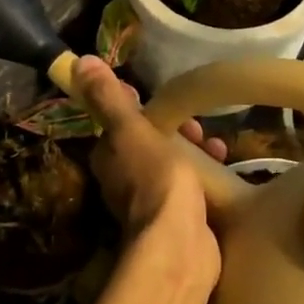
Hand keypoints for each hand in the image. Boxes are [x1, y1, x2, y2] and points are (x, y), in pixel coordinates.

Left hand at [73, 57, 226, 291]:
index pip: (122, 124)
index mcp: (108, 158)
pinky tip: (224, 169)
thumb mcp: (130, 130)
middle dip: (176, 130)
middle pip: (150, 144)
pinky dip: (205, 174)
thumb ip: (108, 99)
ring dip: (193, 151)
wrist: (180, 241)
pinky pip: (191, 187)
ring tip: (216, 147)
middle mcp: (124, 181)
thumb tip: (79, 62)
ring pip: (172, 165)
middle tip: (198, 126)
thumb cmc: (154, 178)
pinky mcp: (178, 218)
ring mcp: (152, 202)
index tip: (167, 101)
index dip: (144, 109)